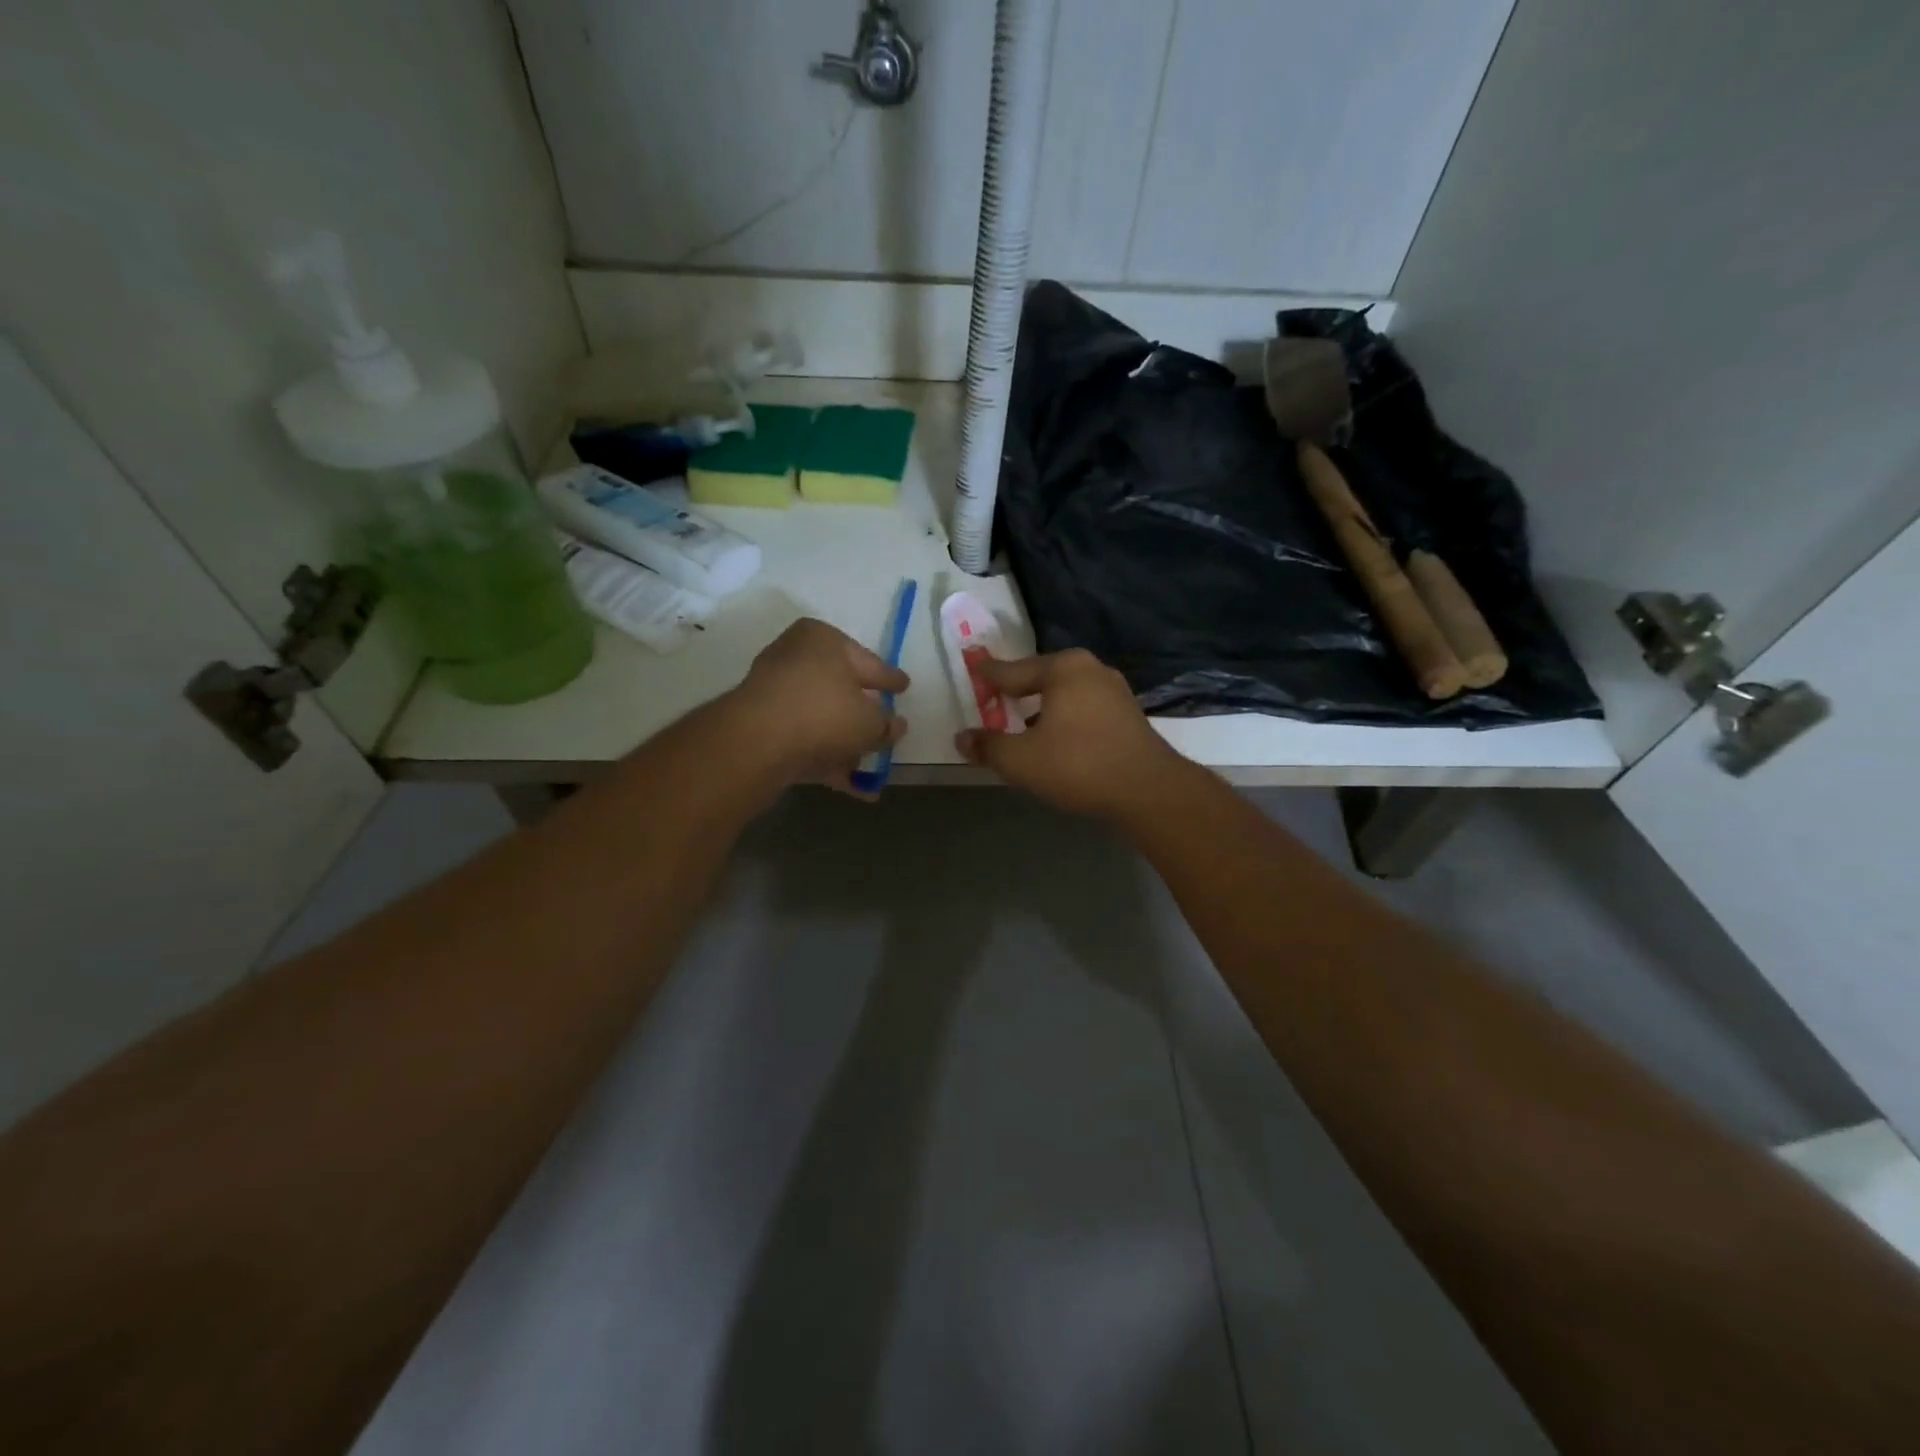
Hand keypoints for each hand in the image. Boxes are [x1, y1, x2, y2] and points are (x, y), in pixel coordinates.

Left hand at [730, 618, 908, 795]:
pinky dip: (826, 760)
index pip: (868, 661)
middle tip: (886, 728)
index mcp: (823, 640)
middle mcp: (795, 658)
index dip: (889, 679)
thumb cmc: (824, 713)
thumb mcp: (870, 722)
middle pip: (840, 690)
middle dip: (863, 714)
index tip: (904, 687)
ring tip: (871, 767)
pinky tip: (853, 786)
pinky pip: (804, 741)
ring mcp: (774, 693)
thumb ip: (887, 725)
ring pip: (821, 719)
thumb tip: (896, 726)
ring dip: (845, 744)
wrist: (756, 743)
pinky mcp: (761, 727)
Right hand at [954, 648, 1186, 818]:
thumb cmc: (1078, 765)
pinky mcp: (1128, 714)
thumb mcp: (1021, 760)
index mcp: (1063, 668)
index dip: (988, 675)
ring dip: (1041, 709)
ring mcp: (1114, 690)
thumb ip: (988, 747)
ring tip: (1021, 725)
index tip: (971, 668)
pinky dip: (1064, 719)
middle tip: (993, 703)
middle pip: (1040, 678)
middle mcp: (1090, 669)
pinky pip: (1083, 709)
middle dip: (1016, 692)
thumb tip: (962, 738)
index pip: (1012, 670)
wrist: (1148, 790)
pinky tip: (1055, 739)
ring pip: (1064, 695)